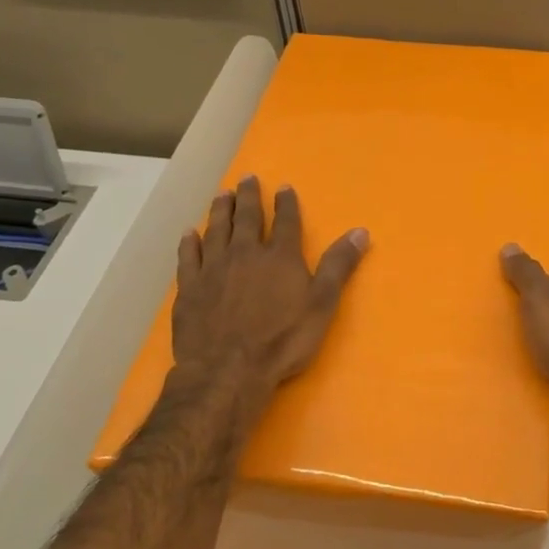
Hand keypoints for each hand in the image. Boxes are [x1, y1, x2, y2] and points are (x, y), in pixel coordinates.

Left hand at [172, 177, 367, 411]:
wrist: (228, 369)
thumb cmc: (283, 340)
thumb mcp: (322, 304)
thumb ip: (339, 266)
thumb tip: (360, 231)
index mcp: (280, 257)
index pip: (285, 222)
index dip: (286, 203)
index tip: (284, 187)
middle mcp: (245, 254)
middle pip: (247, 218)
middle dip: (248, 197)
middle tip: (246, 178)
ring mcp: (213, 269)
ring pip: (216, 230)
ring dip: (220, 211)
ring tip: (221, 195)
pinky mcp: (189, 288)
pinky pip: (188, 257)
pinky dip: (189, 243)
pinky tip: (189, 234)